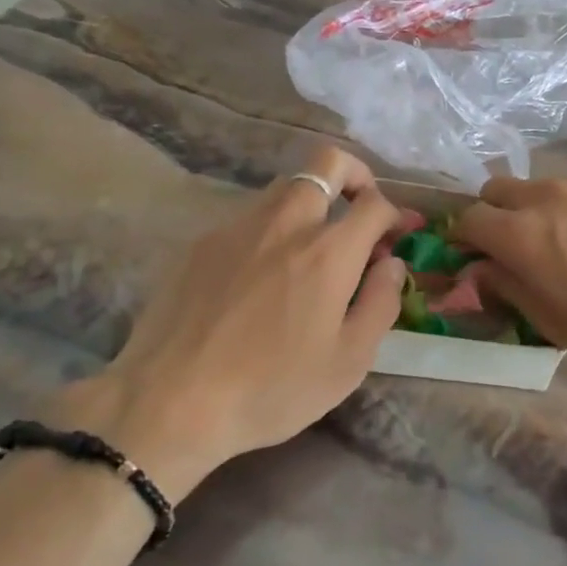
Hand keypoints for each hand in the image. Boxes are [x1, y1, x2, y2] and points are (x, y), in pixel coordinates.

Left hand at [54, 146, 405, 499]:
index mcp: (329, 251)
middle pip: (327, 164)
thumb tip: (392, 264)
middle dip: (355, 176)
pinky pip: (250, 217)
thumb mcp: (348, 362)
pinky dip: (271, 229)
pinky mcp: (203, 242)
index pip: (375, 202)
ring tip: (311, 248)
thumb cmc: (271, 388)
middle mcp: (287, 222)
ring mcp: (239, 226)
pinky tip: (262, 276)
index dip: (395, 212)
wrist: (169, 402)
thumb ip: (381, 303)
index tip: (397, 234)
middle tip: (359, 211)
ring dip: (312, 201)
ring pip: (286, 186)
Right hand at [456, 177, 566, 376]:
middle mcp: (545, 198)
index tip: (467, 258)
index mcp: (520, 233)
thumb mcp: (552, 322)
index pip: (469, 219)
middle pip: (496, 190)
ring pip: (536, 188)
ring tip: (556, 245)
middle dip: (491, 215)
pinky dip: (566, 208)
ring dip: (530, 209)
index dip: (461, 239)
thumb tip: (481, 270)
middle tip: (507, 249)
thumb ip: (508, 288)